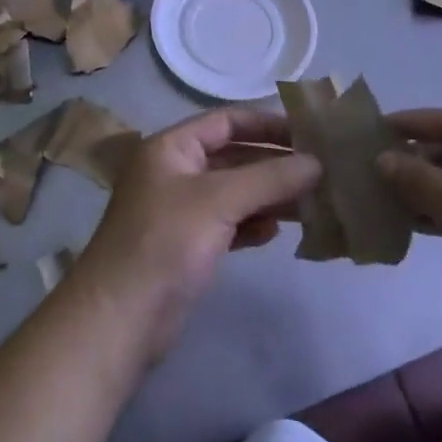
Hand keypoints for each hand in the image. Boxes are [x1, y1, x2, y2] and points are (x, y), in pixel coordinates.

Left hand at [72, 108, 320, 364]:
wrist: (119, 319)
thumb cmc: (164, 243)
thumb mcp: (218, 201)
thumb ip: (270, 178)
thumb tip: (317, 163)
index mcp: (171, 148)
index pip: (226, 121)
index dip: (267, 124)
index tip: (309, 134)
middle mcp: (174, 172)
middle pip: (233, 157)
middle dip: (274, 164)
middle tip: (321, 172)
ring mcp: (180, 211)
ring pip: (234, 193)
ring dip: (269, 197)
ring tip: (311, 204)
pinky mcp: (187, 247)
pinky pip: (228, 224)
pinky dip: (252, 225)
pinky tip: (276, 233)